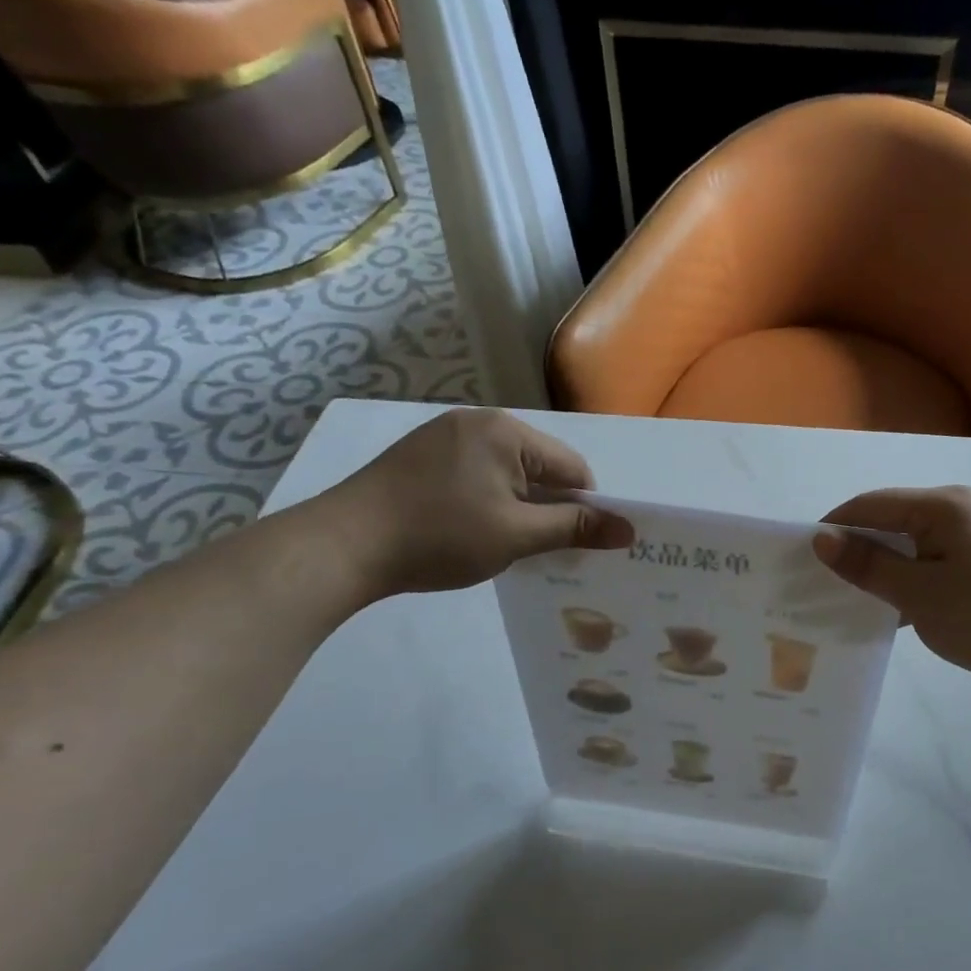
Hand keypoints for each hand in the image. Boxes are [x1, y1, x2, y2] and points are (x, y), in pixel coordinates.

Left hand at [319, 408, 633, 596]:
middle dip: (547, 507)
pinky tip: (468, 530)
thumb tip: (629, 529)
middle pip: (539, 467)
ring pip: (506, 472)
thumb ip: (575, 528)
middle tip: (539, 549)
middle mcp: (478, 421)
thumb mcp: (516, 535)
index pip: (572, 467)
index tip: (574, 545)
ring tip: (502, 544)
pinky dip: (485, 500)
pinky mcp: (419, 456)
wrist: (342, 546)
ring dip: (516, 506)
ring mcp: (443, 435)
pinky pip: (475, 474)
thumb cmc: (440, 536)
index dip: (583, 508)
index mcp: (506, 430)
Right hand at [814, 486, 970, 695]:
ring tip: (847, 601)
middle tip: (819, 584)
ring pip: (910, 546)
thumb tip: (821, 539)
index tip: (800, 560)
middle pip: (889, 521)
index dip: (833, 528)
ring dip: (881, 570)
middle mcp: (957, 510)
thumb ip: (868, 565)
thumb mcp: (919, 593)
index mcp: (940, 505)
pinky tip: (888, 612)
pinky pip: (931, 563)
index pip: (869, 505)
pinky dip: (908, 582)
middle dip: (855, 551)